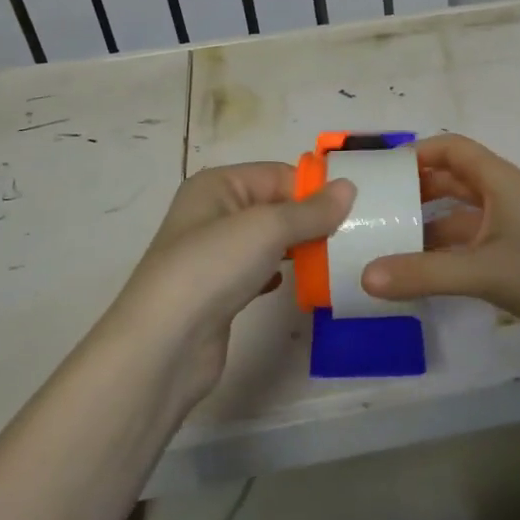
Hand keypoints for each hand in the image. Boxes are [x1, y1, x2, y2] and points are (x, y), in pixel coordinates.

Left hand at [101, 163, 352, 405]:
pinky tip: (303, 284)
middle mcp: (213, 212)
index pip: (279, 174)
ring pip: (270, 240)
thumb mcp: (268, 227)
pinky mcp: (220, 291)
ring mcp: (214, 254)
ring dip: (301, 247)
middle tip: (353, 235)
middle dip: (311, 219)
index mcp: (218, 185)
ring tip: (336, 258)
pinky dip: (283, 274)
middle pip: (275, 205)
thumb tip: (349, 187)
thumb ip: (311, 210)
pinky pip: (261, 270)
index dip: (315, 189)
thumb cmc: (213, 267)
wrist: (164, 345)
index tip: (355, 209)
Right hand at [361, 134, 519, 347]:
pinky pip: (466, 244)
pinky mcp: (512, 255)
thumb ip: (425, 274)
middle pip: (449, 181)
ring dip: (425, 224)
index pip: (450, 148)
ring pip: (456, 216)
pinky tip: (418, 273)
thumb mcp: (483, 270)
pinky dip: (442, 252)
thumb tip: (365, 275)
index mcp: (497, 180)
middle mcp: (500, 196)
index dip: (415, 153)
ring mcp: (508, 226)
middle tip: (373, 208)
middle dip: (413, 190)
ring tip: (385, 241)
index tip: (380, 173)